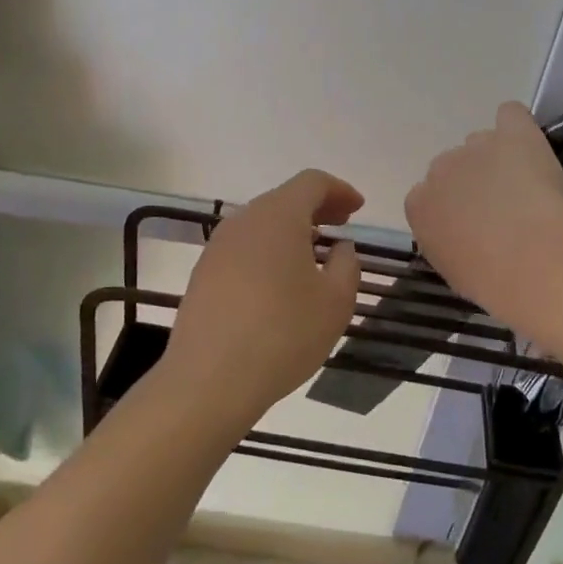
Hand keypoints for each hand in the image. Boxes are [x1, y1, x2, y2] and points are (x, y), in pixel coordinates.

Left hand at [164, 170, 363, 418]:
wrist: (209, 380)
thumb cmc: (283, 334)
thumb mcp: (336, 302)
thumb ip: (347, 265)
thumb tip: (340, 248)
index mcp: (278, 216)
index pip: (312, 182)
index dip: (340, 190)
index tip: (358, 209)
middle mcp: (243, 221)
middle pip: (284, 199)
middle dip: (317, 208)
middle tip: (342, 227)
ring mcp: (218, 247)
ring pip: (261, 224)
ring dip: (291, 231)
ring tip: (314, 255)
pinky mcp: (203, 274)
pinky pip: (244, 248)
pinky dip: (269, 251)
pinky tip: (280, 282)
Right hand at [405, 102, 562, 322]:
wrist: (531, 258)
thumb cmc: (491, 279)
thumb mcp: (454, 270)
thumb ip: (448, 244)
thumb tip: (463, 238)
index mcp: (419, 207)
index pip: (426, 197)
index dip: (450, 209)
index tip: (470, 226)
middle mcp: (440, 169)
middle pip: (452, 167)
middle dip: (471, 181)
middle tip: (500, 209)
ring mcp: (476, 147)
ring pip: (482, 143)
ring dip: (497, 158)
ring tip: (525, 186)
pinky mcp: (512, 132)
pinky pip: (510, 115)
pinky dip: (518, 126)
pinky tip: (529, 144)